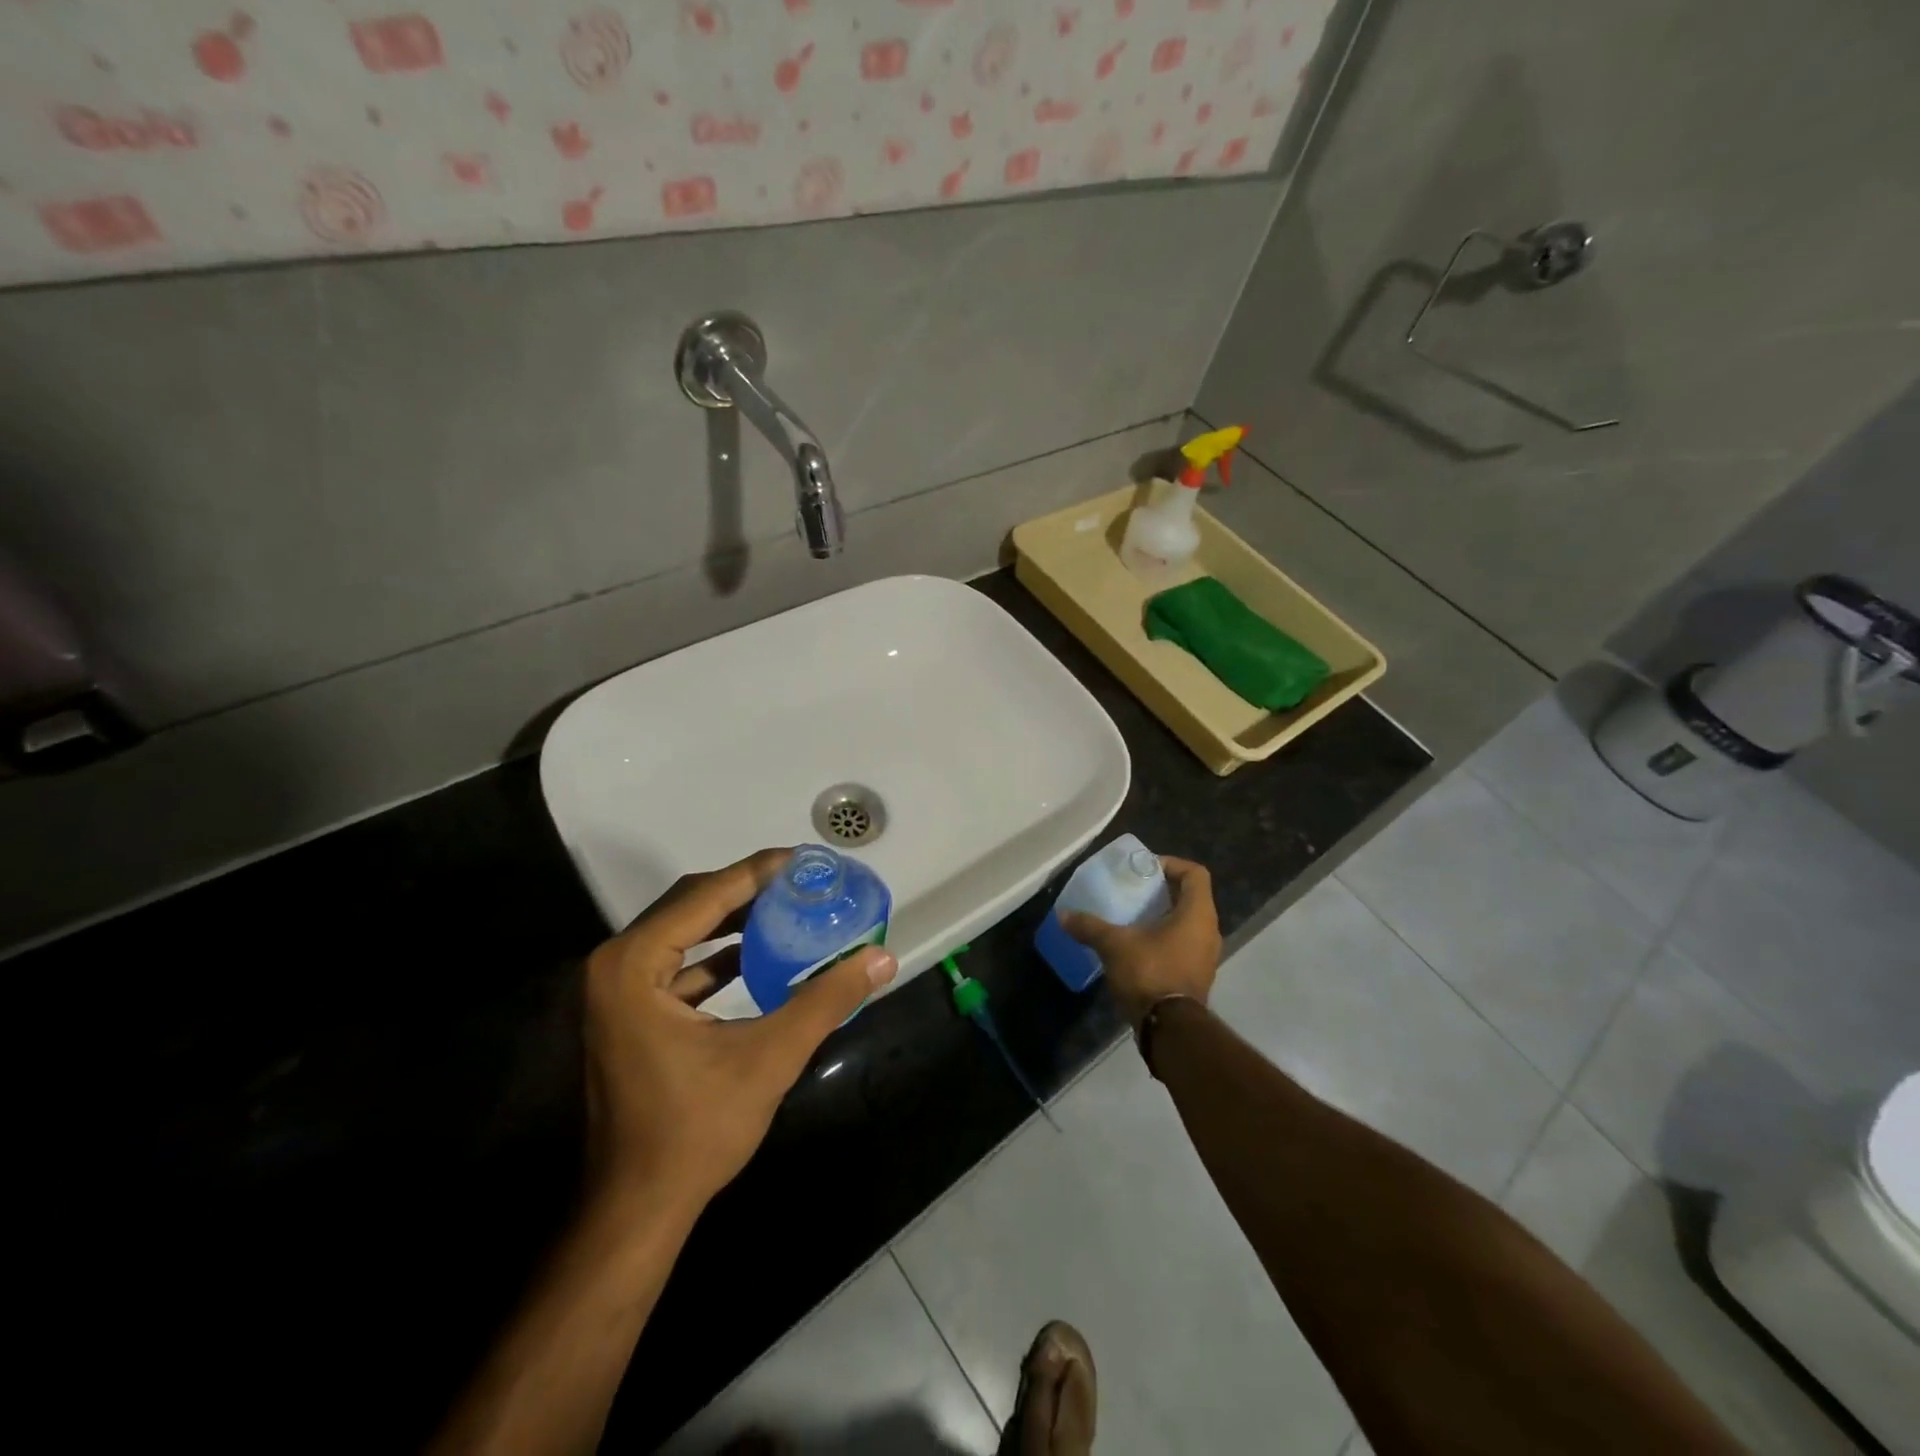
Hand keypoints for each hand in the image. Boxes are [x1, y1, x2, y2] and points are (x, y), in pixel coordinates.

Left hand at [582, 848, 896, 1210]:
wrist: (635, 1212)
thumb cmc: (694, 1131)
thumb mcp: (769, 1057)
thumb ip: (827, 1000)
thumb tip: (882, 957)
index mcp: (632, 965)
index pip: (703, 895)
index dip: (757, 872)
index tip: (803, 860)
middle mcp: (614, 966)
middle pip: (689, 905)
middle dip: (747, 890)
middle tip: (800, 882)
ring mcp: (615, 993)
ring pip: (682, 933)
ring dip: (733, 920)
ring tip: (787, 909)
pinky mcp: (626, 1016)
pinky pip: (677, 964)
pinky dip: (717, 955)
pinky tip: (757, 957)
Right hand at [1062, 856, 1219, 1026]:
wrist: (1169, 1029)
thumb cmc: (1150, 973)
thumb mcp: (1114, 945)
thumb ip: (1090, 926)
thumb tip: (1063, 915)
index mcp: (1197, 914)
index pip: (1195, 873)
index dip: (1172, 864)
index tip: (1145, 870)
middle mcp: (1209, 931)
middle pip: (1191, 897)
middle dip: (1163, 891)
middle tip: (1134, 891)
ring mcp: (1206, 956)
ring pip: (1188, 923)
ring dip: (1164, 917)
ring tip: (1133, 918)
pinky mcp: (1197, 976)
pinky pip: (1184, 945)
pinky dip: (1165, 939)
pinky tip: (1138, 946)